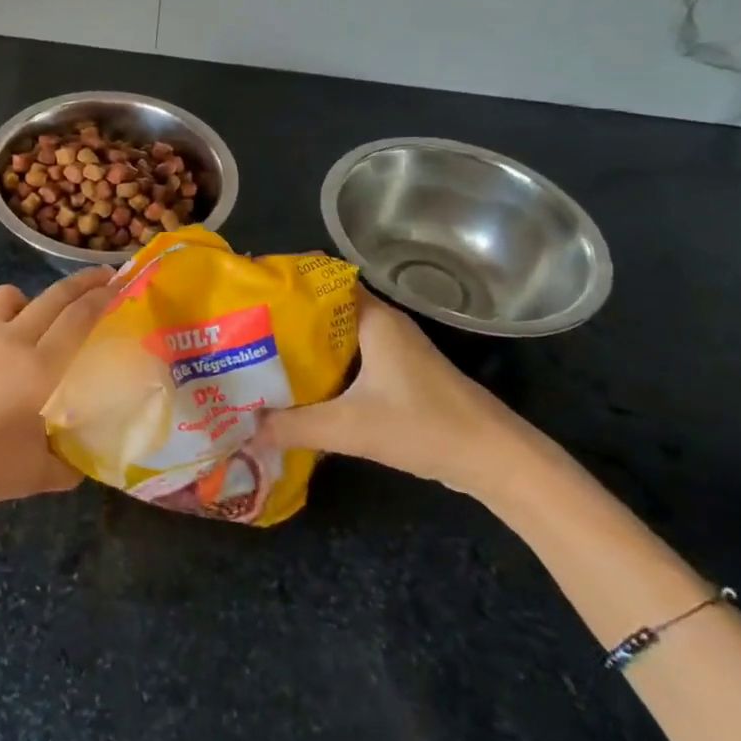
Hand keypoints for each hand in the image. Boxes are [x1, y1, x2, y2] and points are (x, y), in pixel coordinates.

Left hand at [0, 268, 115, 535]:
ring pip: (9, 298)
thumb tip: (82, 461)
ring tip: (32, 321)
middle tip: (100, 276)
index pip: (79, 318)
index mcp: (40, 367)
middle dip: (81, 282)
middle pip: (53, 296)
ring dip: (29, 300)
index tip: (117, 284)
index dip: (101, 297)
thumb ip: (67, 465)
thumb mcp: (34, 477)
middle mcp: (11, 339)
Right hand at [258, 286, 526, 495]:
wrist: (495, 459)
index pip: (321, 280)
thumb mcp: (350, 428)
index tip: (250, 294)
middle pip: (323, 310)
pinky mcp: (399, 375)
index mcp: (372, 318)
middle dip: (285, 320)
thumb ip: (294, 427)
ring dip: (303, 347)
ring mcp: (393, 350)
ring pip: (336, 337)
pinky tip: (299, 388)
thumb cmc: (424, 426)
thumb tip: (245, 430)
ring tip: (260, 357)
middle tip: (245, 331)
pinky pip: (349, 359)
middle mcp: (381, 324)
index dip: (286, 284)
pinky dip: (323, 367)